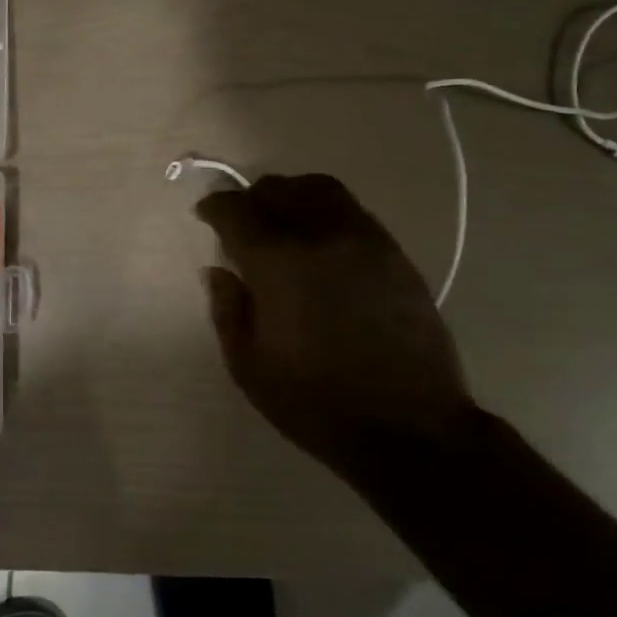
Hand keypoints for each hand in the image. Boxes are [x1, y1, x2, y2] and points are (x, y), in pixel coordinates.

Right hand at [195, 174, 474, 482]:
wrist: (410, 428)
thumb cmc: (317, 403)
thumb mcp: (250, 368)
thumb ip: (227, 310)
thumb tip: (219, 271)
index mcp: (279, 264)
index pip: (238, 210)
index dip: (216, 207)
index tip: (207, 216)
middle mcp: (321, 236)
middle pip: (279, 189)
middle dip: (253, 199)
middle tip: (244, 223)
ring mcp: (365, 240)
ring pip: (320, 189)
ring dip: (292, 195)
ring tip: (284, 222)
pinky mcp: (395, 253)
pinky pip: (352, 211)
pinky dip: (326, 212)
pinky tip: (322, 244)